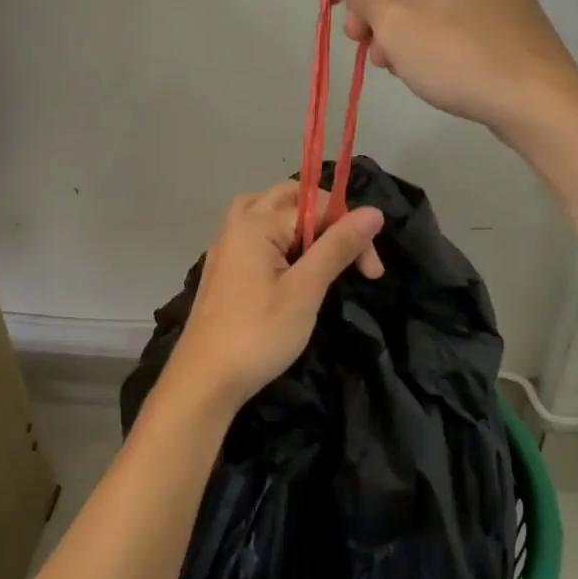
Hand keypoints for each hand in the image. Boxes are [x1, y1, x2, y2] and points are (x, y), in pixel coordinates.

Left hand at [163, 182, 383, 408]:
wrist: (204, 381)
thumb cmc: (258, 335)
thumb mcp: (305, 291)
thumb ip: (337, 247)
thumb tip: (373, 211)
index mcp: (257, 223)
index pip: (318, 205)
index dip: (351, 231)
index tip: (372, 272)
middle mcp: (238, 225)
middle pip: (288, 197)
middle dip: (326, 217)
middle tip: (350, 254)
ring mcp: (225, 246)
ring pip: (266, 211)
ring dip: (298, 222)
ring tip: (320, 250)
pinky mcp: (222, 268)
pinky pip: (253, 233)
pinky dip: (278, 237)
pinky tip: (289, 266)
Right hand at [326, 0, 577, 136]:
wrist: (537, 100)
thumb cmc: (459, 56)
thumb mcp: (398, 26)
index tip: (324, 6)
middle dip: (369, 0)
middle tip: (355, 40)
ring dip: (391, 19)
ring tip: (381, 60)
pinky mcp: (500, 6)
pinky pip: (446, 4)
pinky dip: (420, 26)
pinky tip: (409, 61)